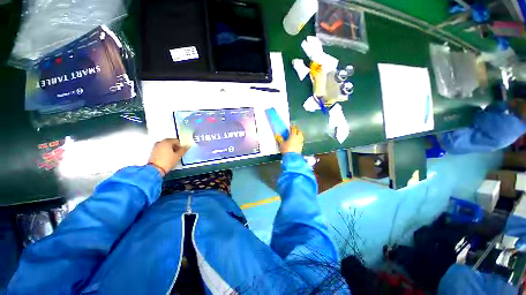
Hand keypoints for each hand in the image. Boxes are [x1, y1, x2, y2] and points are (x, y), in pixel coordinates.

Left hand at [148, 139, 189, 175]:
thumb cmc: (167, 161)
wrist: (156, 169)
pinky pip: (161, 149)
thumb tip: (186, 147)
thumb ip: (183, 150)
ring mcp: (155, 147)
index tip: (182, 150)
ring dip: (170, 149)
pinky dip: (165, 151)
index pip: (176, 140)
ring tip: (173, 156)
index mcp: (167, 142)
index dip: (180, 145)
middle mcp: (160, 143)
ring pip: (165, 146)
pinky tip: (167, 157)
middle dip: (175, 147)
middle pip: (170, 142)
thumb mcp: (178, 155)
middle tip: (178, 153)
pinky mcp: (153, 152)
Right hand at [276, 126, 303, 153]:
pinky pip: (301, 141)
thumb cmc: (286, 149)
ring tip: (296, 134)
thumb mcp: (281, 144)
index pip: (293, 129)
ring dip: (299, 134)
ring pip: (301, 136)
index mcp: (293, 136)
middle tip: (294, 129)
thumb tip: (277, 135)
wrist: (292, 157)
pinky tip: (297, 141)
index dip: (292, 126)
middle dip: (297, 129)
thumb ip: (280, 139)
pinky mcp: (301, 147)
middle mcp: (298, 138)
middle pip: (299, 131)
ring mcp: (300, 142)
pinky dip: (299, 139)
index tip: (291, 125)